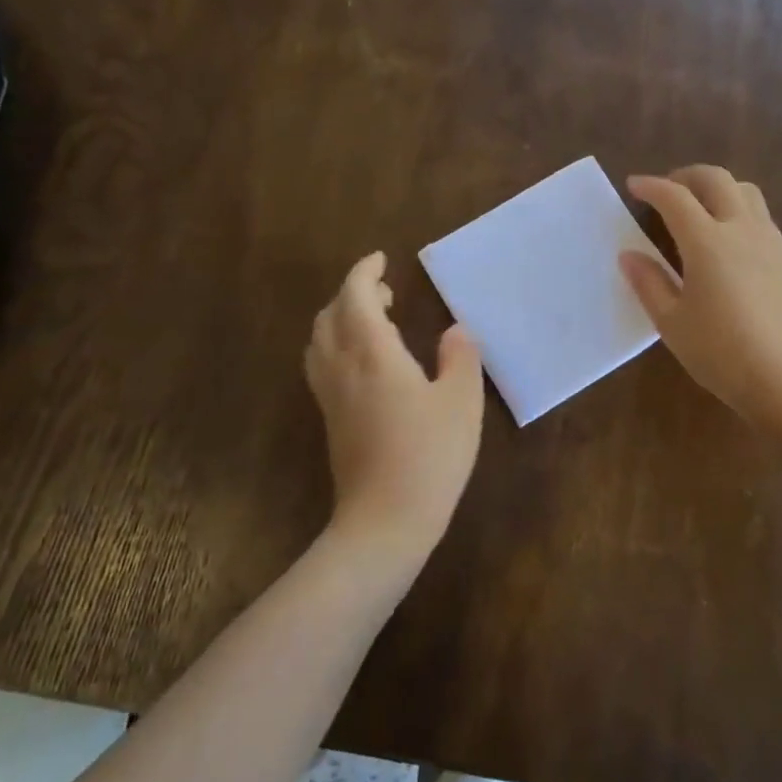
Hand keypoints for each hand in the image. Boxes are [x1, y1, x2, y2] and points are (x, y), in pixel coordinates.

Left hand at [305, 252, 484, 559]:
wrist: (385, 521)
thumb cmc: (430, 456)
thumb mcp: (461, 402)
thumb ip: (460, 358)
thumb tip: (455, 330)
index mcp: (373, 354)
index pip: (355, 297)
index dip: (364, 272)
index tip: (381, 259)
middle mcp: (343, 368)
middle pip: (331, 315)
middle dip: (352, 293)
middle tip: (385, 292)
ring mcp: (330, 396)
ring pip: (320, 340)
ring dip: (340, 318)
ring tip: (373, 322)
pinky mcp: (330, 420)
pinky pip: (321, 365)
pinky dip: (336, 345)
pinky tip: (364, 363)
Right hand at [619, 166, 781, 427]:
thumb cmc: (720, 352)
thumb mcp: (671, 322)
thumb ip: (648, 282)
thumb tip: (629, 255)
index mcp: (707, 241)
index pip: (675, 197)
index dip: (652, 187)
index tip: (634, 185)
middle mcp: (741, 229)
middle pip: (716, 179)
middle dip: (686, 176)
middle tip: (665, 190)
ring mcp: (768, 241)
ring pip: (745, 191)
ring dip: (717, 187)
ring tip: (697, 207)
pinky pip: (759, 214)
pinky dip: (736, 207)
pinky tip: (725, 237)